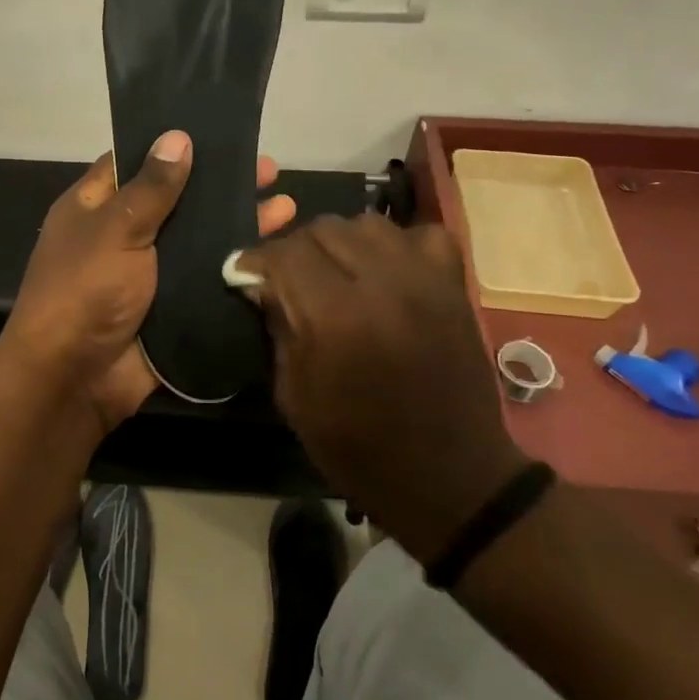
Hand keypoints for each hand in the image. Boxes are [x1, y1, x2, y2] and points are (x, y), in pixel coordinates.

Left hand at [0, 131, 296, 432]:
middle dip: (220, 186)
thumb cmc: (85, 291)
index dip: (173, 148)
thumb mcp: (116, 229)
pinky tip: (276, 252)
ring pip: (199, 241)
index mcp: (95, 208)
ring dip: (237, 224)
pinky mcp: (172, 307)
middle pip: (177, 201)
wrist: (76, 378)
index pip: (135, 164)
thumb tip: (177, 137)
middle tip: (269, 169)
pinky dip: (236, 267)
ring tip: (286, 206)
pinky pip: (208, 280)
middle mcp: (123, 236)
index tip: (216, 131)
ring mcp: (150, 274)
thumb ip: (151, 188)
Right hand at [233, 214, 526, 562]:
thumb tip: (261, 286)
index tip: (244, 274)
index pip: (284, 254)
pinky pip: (420, 235)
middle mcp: (381, 284)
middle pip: (322, 229)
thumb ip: (277, 329)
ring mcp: (424, 280)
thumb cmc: (358, 447)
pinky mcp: (453, 285)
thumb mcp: (294, 396)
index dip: (255, 260)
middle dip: (293, 250)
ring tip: (334, 270)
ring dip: (340, 242)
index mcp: (335, 317)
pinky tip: (386, 270)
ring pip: (366, 223)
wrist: (448, 476)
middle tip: (287, 278)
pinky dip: (396, 244)